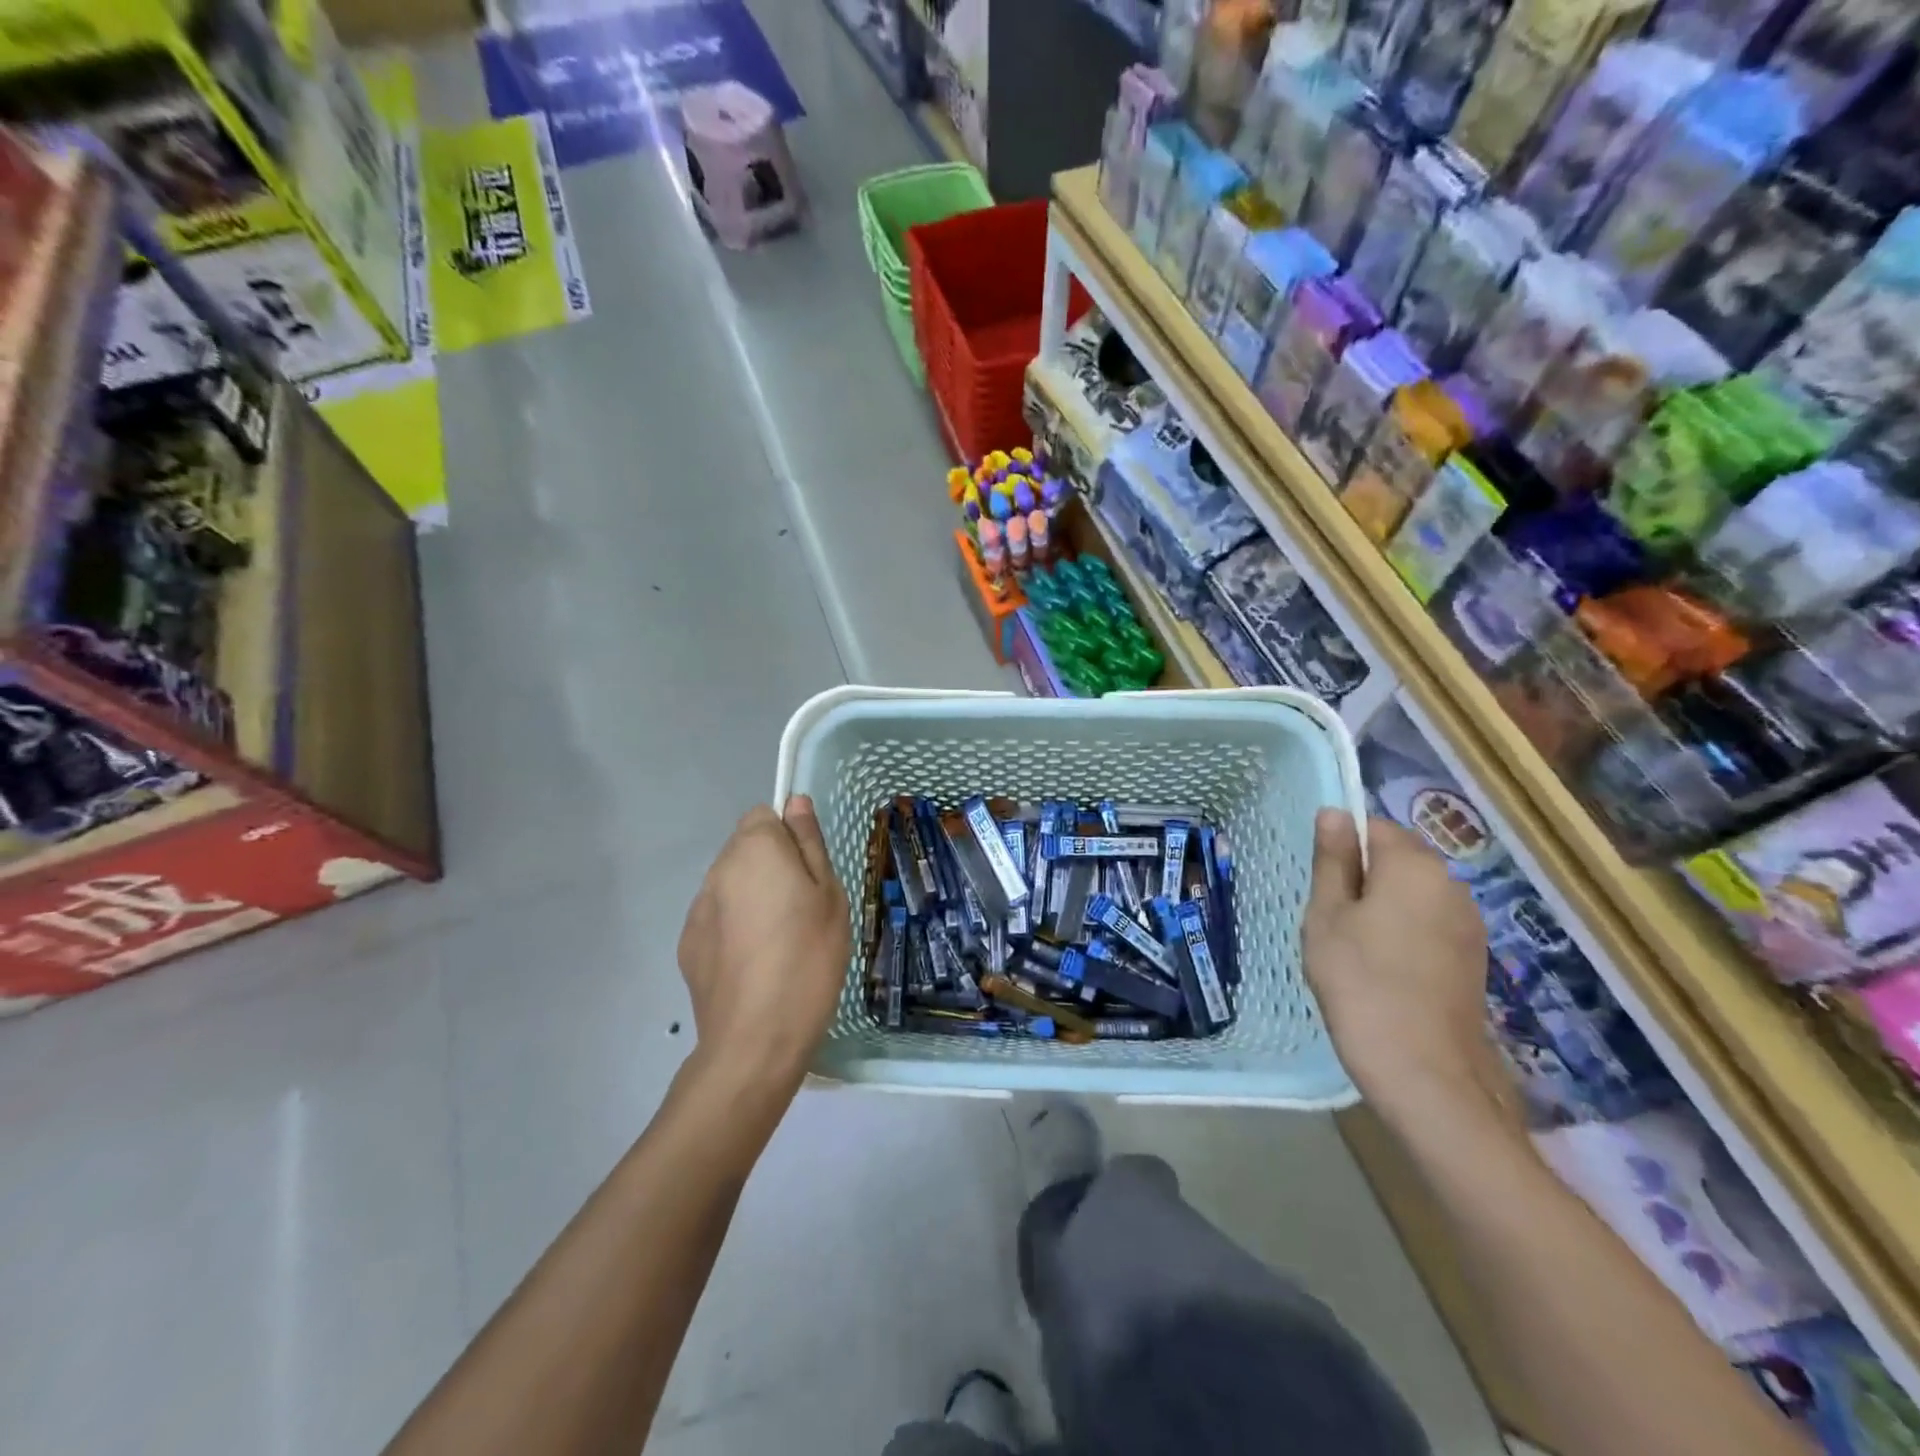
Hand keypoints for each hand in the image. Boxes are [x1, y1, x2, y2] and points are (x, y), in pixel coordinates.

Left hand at [676, 796, 850, 1099]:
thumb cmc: (808, 957)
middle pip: (745, 849)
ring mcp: (697, 908)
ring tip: (779, 942)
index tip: (808, 874)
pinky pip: (718, 918)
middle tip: (802, 909)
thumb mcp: (828, 895)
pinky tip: (755, 964)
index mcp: (754, 849)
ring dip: (752, 898)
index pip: (764, 816)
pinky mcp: (688, 944)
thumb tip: (795, 802)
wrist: (756, 1038)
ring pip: (731, 885)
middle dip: (771, 867)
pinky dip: (735, 929)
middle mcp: (718, 869)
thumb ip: (808, 843)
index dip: (788, 839)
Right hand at [1303, 811, 1517, 1129]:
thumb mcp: (1327, 916)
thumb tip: (1335, 812)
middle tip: (1331, 923)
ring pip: (1412, 894)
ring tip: (1355, 952)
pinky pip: (1428, 925)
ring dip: (1382, 909)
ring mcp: (1468, 923)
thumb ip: (1333, 860)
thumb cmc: (1360, 983)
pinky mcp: (1473, 957)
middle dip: (1362, 879)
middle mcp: (1451, 884)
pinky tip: (1384, 972)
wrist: (1425, 1072)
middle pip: (1397, 859)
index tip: (1323, 889)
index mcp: (1414, 866)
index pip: (1373, 827)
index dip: (1342, 851)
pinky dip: (1403, 934)